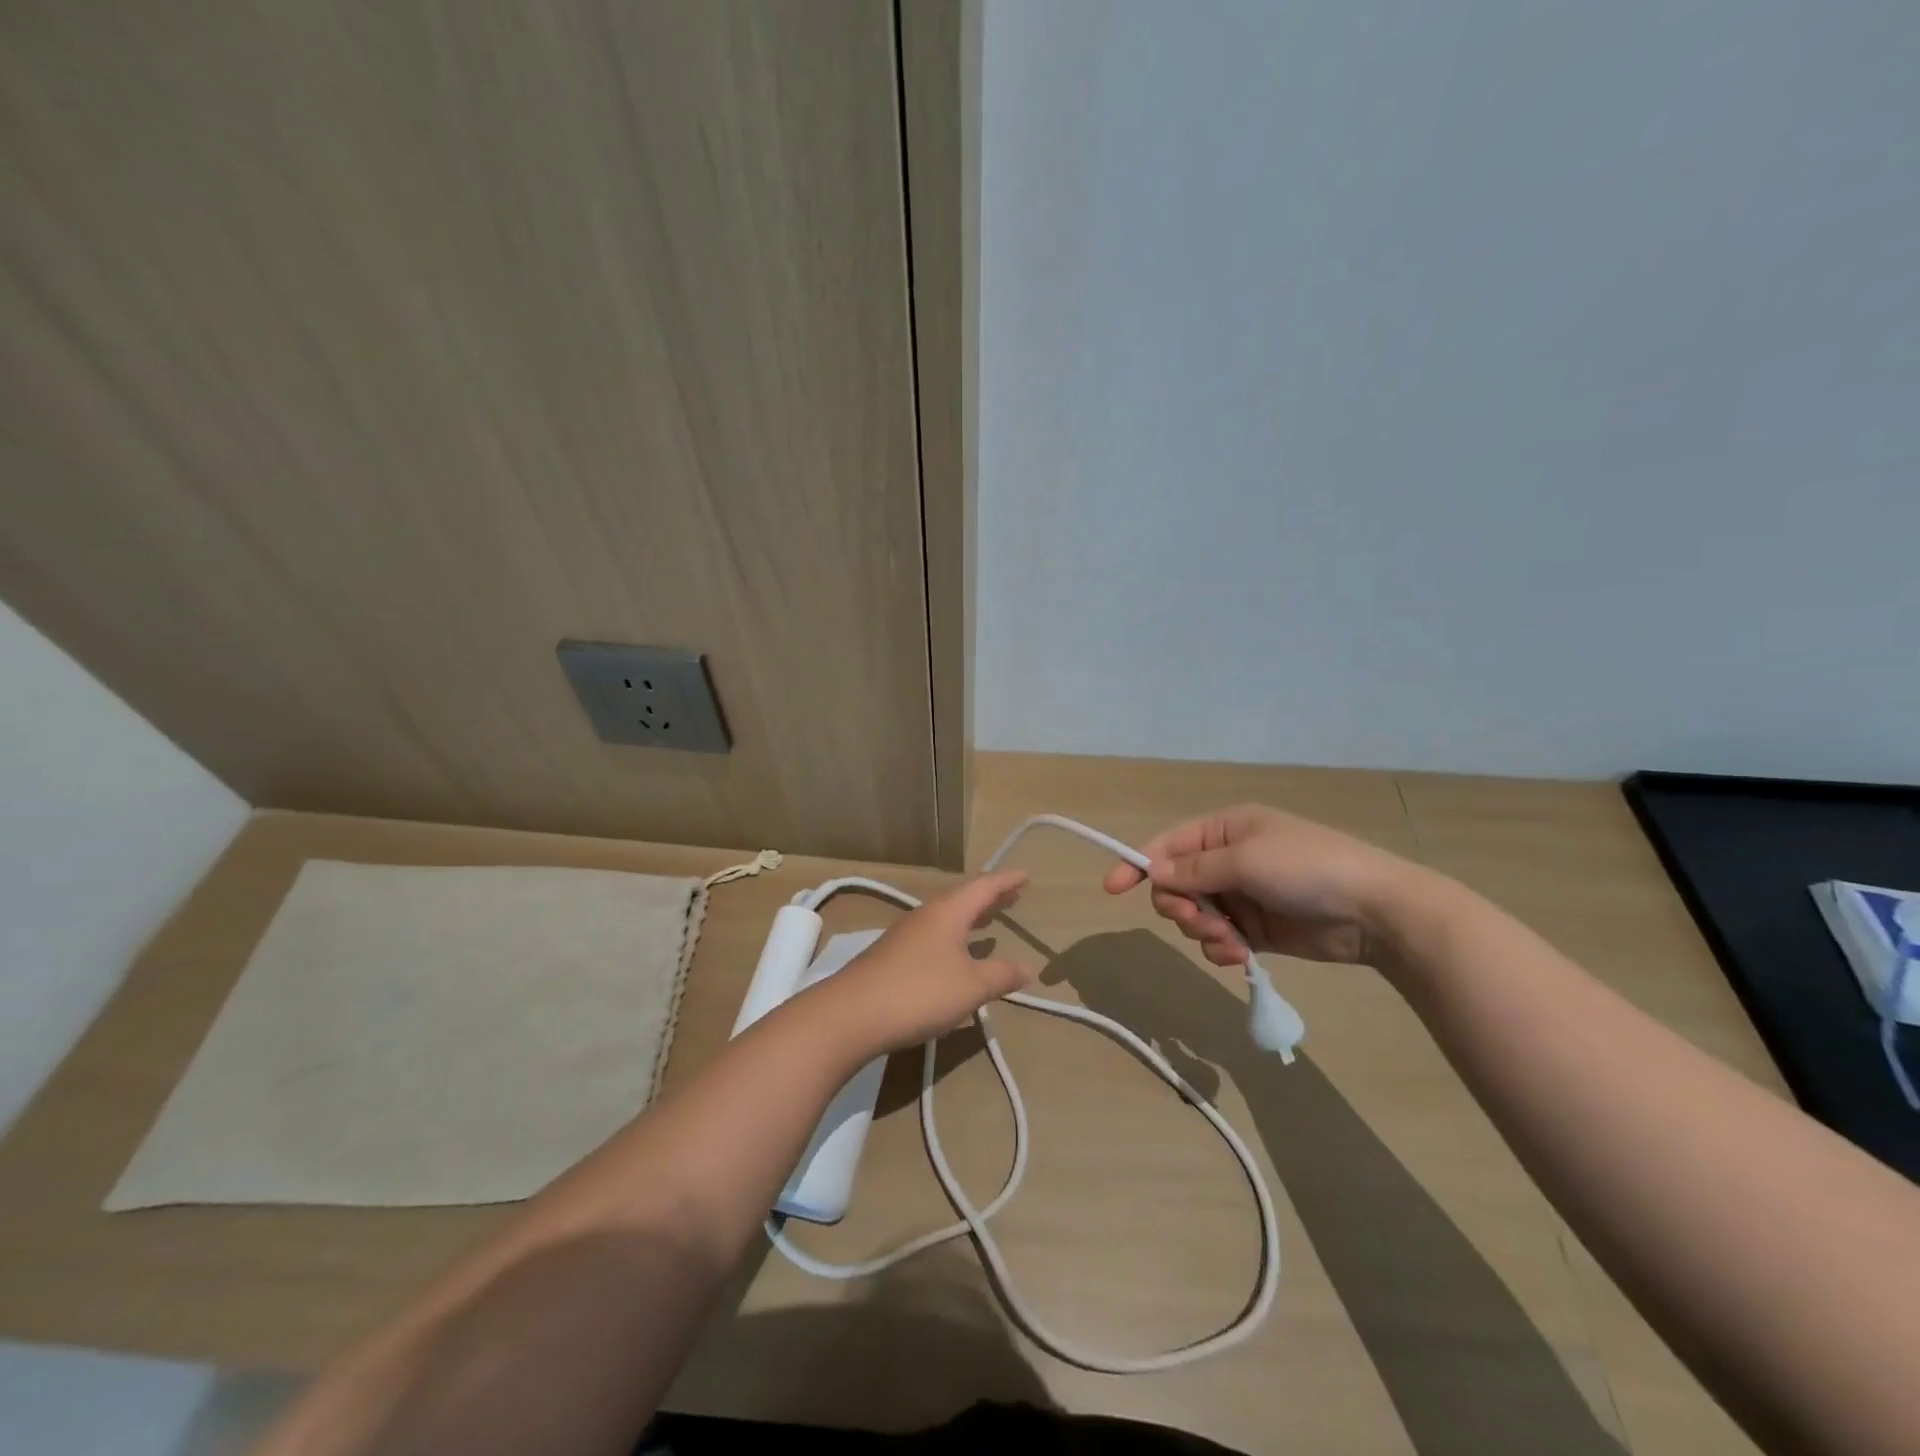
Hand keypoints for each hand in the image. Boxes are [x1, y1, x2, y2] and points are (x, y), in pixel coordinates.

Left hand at [815, 871, 1032, 1053]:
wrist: (852, 1014)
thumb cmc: (920, 992)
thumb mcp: (971, 987)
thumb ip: (1001, 975)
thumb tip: (1029, 967)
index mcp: (948, 912)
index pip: (984, 887)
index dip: (1006, 881)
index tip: (1026, 876)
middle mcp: (927, 915)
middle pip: (964, 898)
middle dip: (990, 897)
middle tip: (1014, 896)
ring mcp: (907, 934)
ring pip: (947, 916)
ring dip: (971, 916)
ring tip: (990, 920)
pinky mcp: (894, 955)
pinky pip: (934, 934)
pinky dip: (954, 935)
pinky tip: (956, 954)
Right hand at [1102, 803, 1421, 966]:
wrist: (1376, 912)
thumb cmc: (1308, 868)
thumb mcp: (1246, 860)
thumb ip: (1195, 869)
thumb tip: (1152, 871)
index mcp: (1226, 830)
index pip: (1168, 845)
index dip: (1138, 864)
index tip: (1112, 888)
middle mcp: (1229, 859)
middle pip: (1177, 885)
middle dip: (1182, 907)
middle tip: (1201, 922)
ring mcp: (1243, 896)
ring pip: (1195, 915)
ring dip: (1204, 932)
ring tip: (1231, 943)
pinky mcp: (1257, 929)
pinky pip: (1219, 939)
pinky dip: (1222, 949)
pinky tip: (1241, 957)